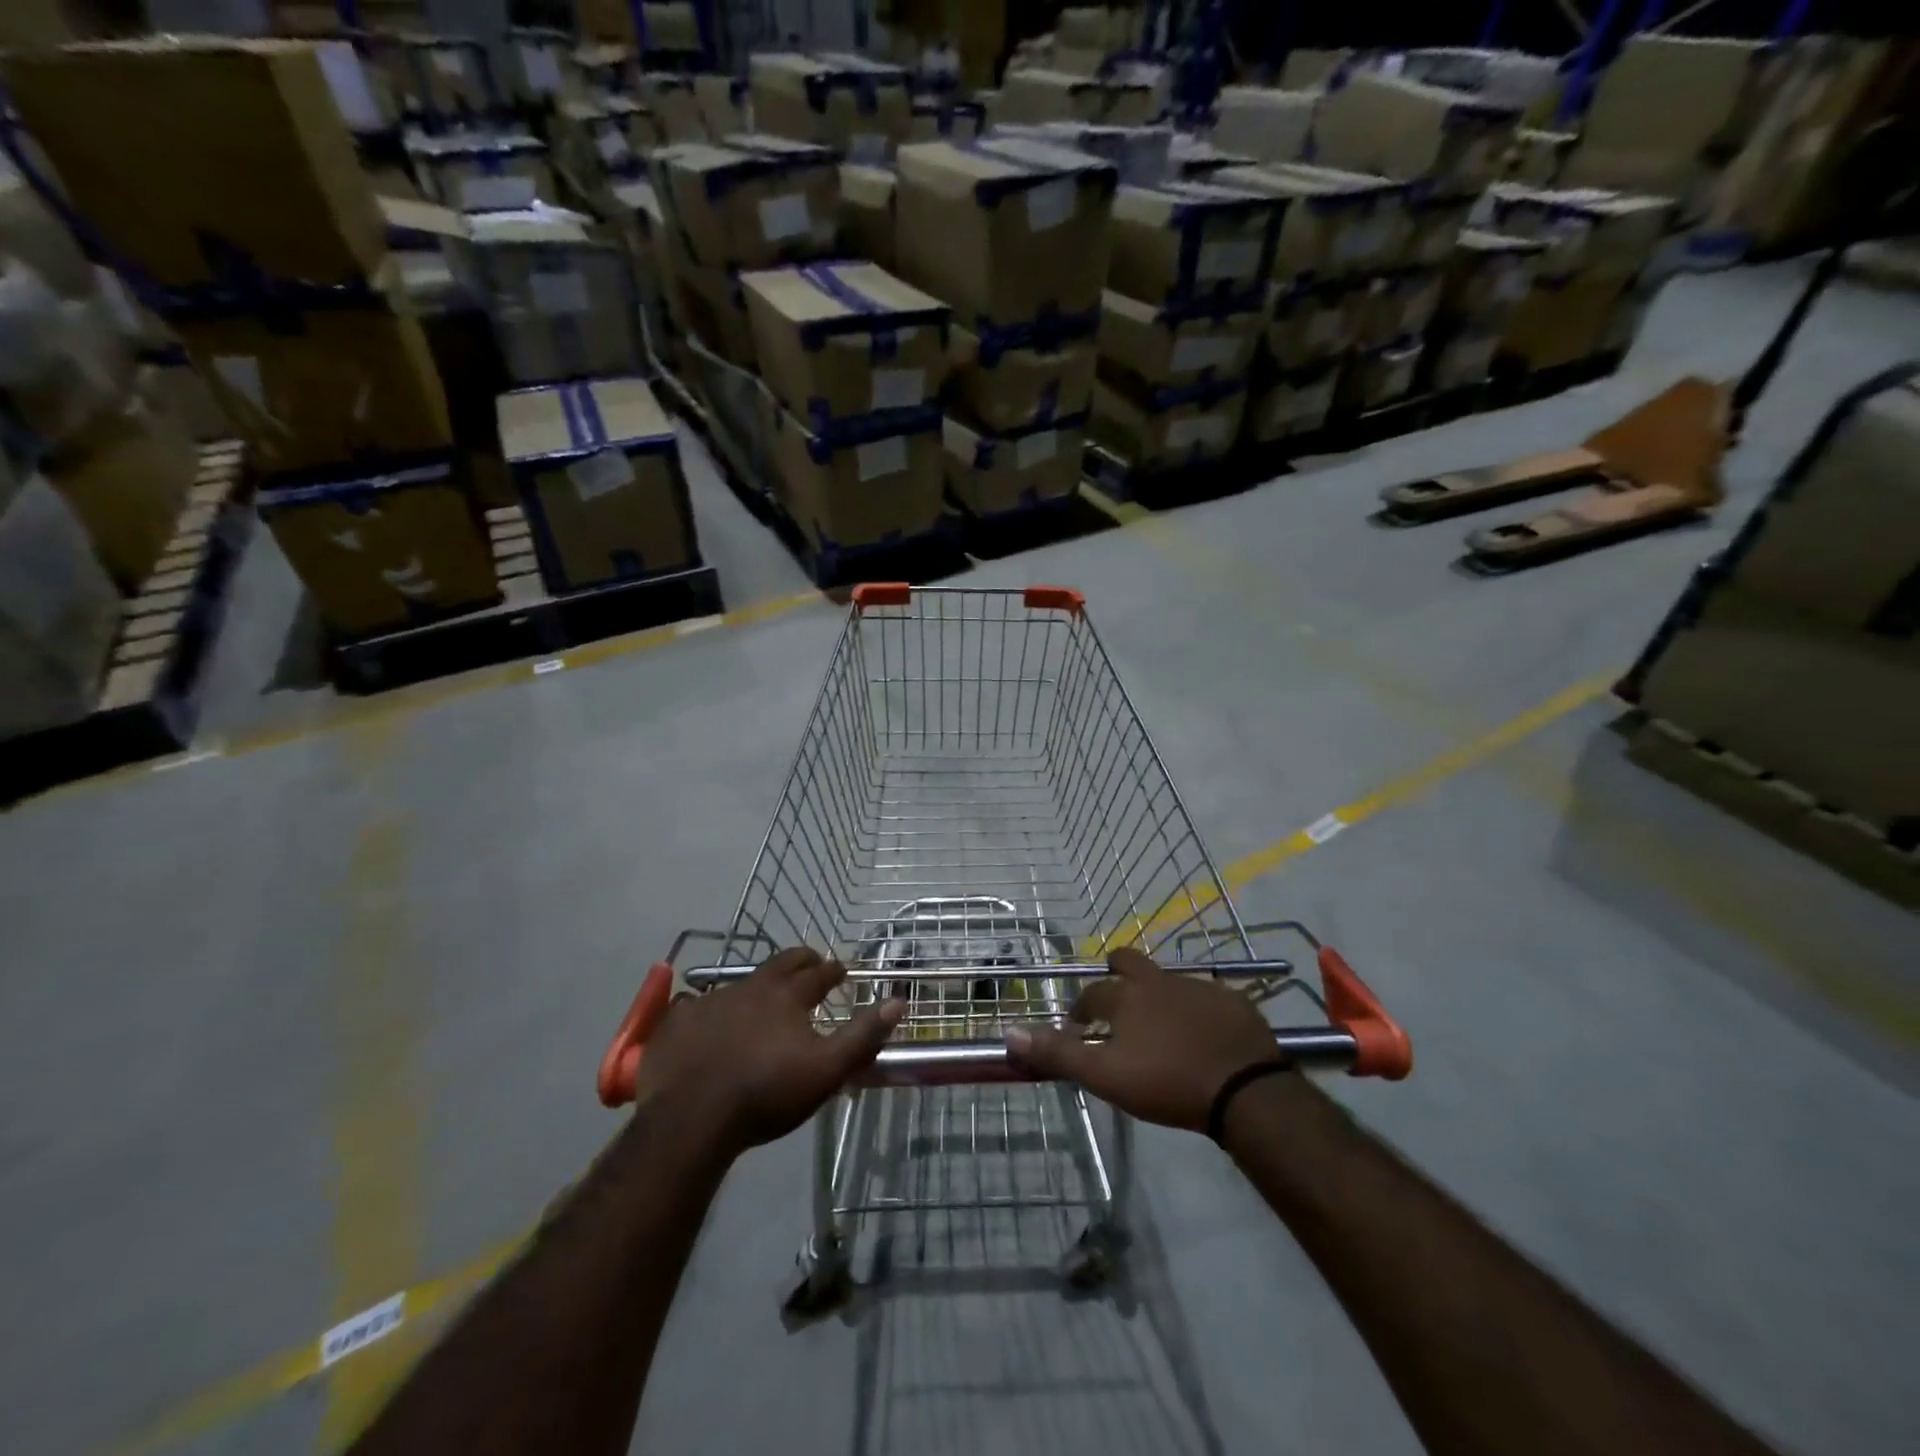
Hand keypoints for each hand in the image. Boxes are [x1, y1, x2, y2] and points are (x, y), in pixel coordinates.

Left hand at [632, 948, 904, 1156]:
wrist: (690, 1119)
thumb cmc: (766, 1094)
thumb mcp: (826, 1070)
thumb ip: (863, 1036)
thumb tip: (898, 1001)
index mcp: (787, 995)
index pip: (818, 973)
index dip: (833, 970)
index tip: (842, 969)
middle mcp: (750, 987)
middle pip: (781, 963)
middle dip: (800, 961)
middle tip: (810, 963)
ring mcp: (710, 1001)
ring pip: (740, 983)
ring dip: (756, 987)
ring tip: (761, 999)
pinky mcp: (677, 1022)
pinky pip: (695, 1005)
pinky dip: (709, 1009)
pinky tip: (707, 1023)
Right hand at [1004, 948, 1281, 1130]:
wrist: (1244, 1089)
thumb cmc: (1167, 1082)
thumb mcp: (1105, 1075)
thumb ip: (1058, 1053)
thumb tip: (1009, 1033)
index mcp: (1126, 996)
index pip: (1091, 992)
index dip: (1081, 1008)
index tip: (1079, 1028)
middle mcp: (1158, 981)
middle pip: (1128, 961)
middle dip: (1116, 974)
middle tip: (1116, 1005)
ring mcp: (1198, 987)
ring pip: (1167, 980)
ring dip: (1156, 996)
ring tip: (1160, 1030)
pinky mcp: (1232, 1001)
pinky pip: (1206, 997)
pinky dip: (1196, 1011)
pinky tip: (1202, 1037)